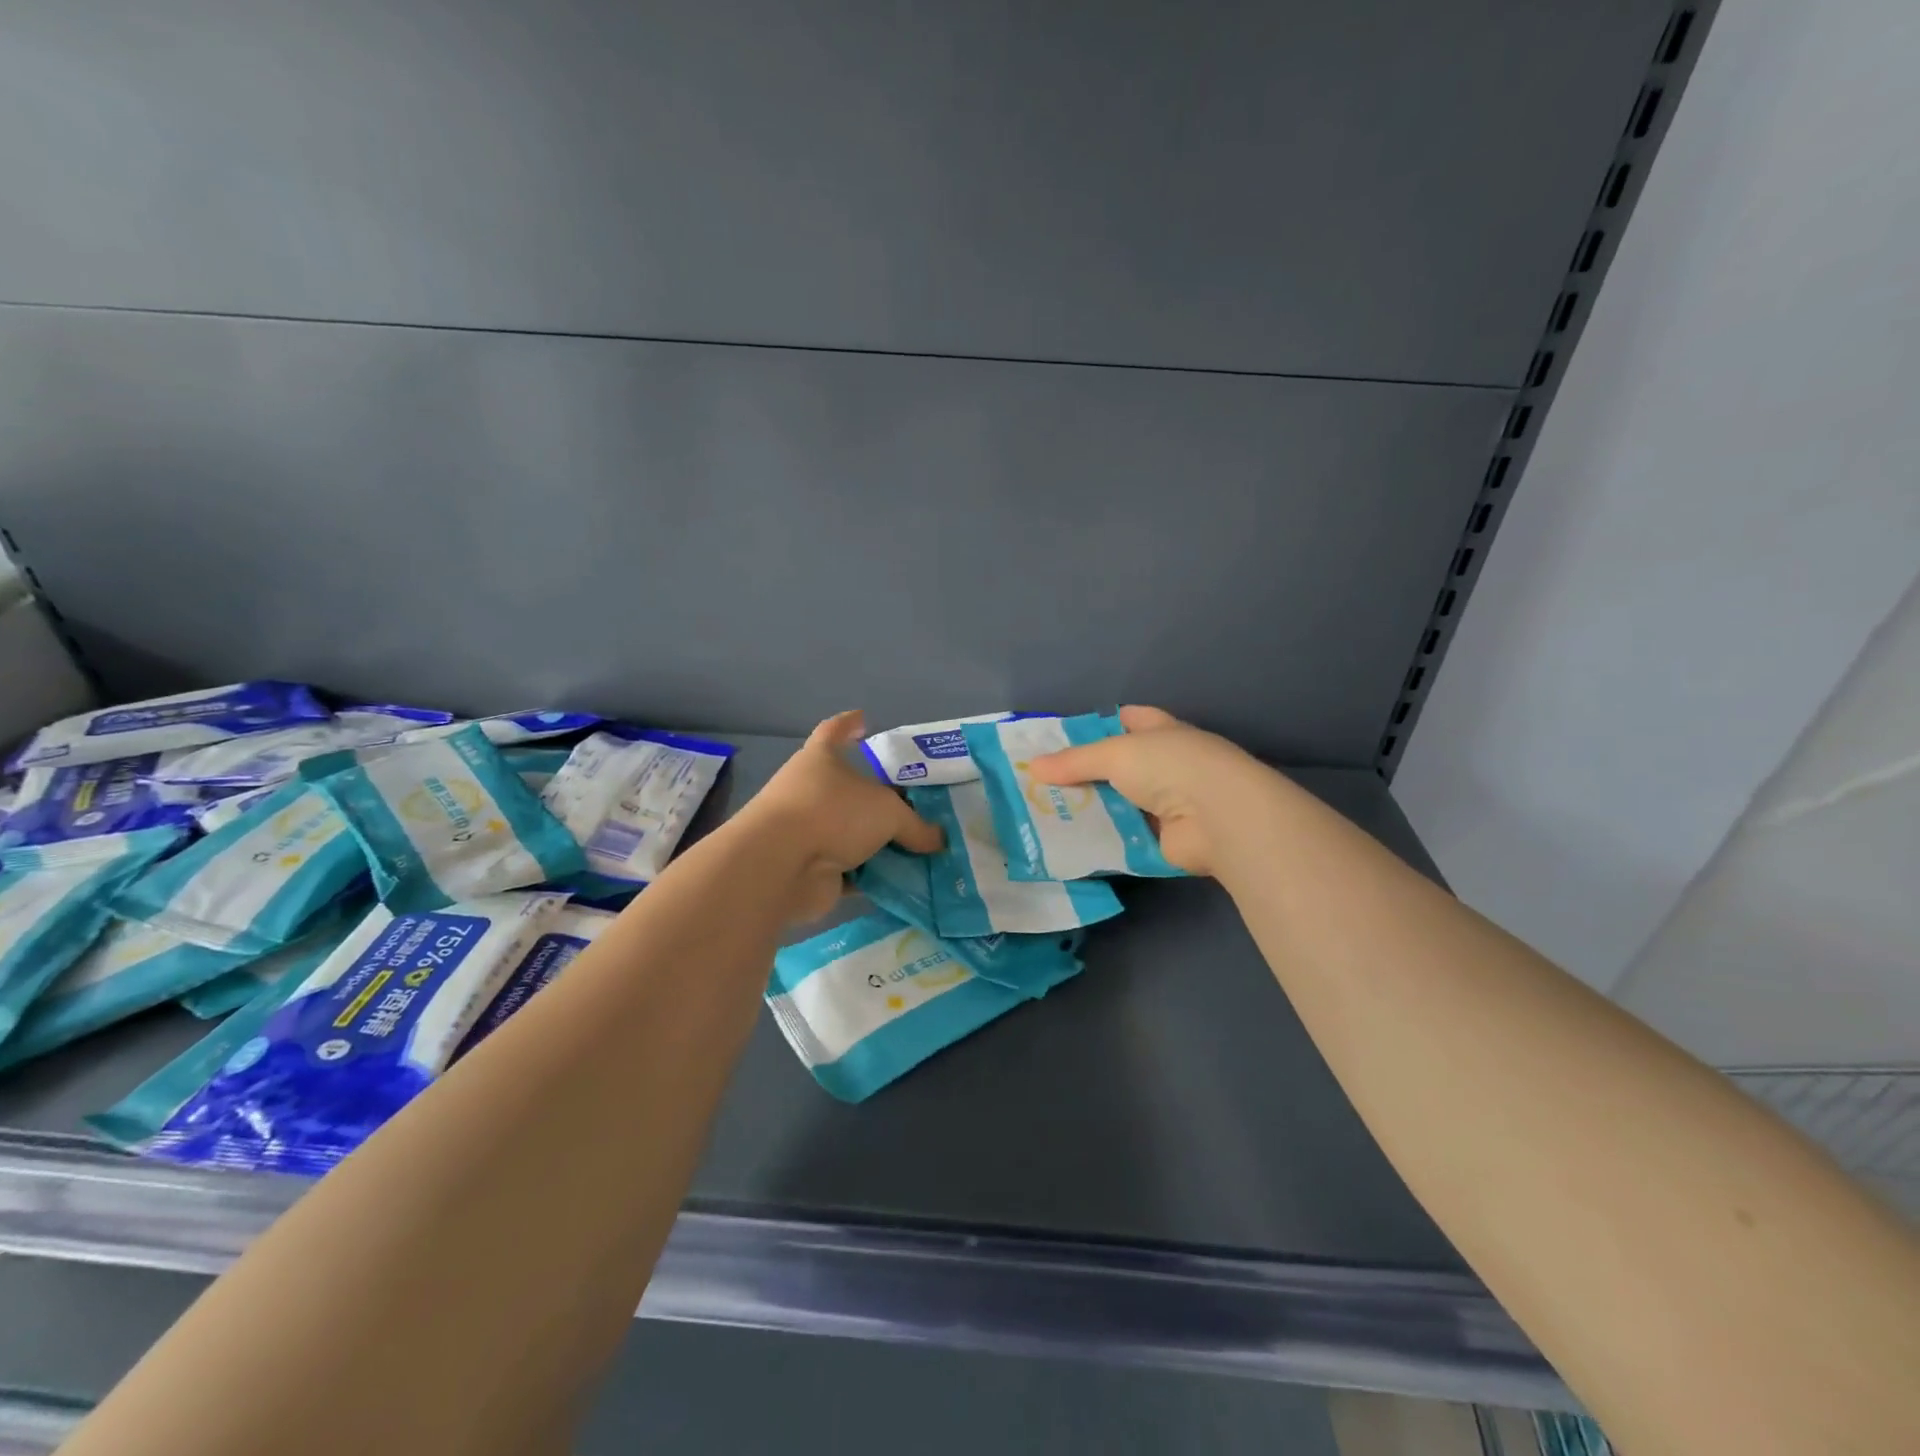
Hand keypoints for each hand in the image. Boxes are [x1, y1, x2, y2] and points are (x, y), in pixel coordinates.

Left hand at [734, 710, 943, 920]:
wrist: (781, 866)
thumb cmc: (832, 814)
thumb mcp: (888, 813)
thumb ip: (916, 826)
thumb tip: (938, 840)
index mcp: (821, 759)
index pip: (835, 731)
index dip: (849, 724)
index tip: (864, 719)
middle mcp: (809, 791)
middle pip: (849, 789)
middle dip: (879, 798)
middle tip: (915, 803)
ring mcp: (806, 831)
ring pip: (850, 833)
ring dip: (878, 842)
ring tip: (919, 847)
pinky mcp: (809, 869)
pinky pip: (849, 870)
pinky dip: (872, 875)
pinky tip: (903, 880)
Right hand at [1029, 705, 1264, 877]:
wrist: (1218, 818)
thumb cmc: (1171, 767)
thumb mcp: (1115, 754)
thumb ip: (1074, 761)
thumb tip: (1032, 766)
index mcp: (1161, 731)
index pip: (1128, 719)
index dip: (1098, 724)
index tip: (1061, 737)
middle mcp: (1166, 764)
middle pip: (1118, 765)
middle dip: (1084, 773)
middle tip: (1040, 783)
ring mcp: (1167, 803)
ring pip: (1118, 802)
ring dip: (1089, 809)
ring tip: (1044, 815)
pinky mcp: (1163, 839)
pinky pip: (1123, 837)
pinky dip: (1101, 840)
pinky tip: (1068, 843)